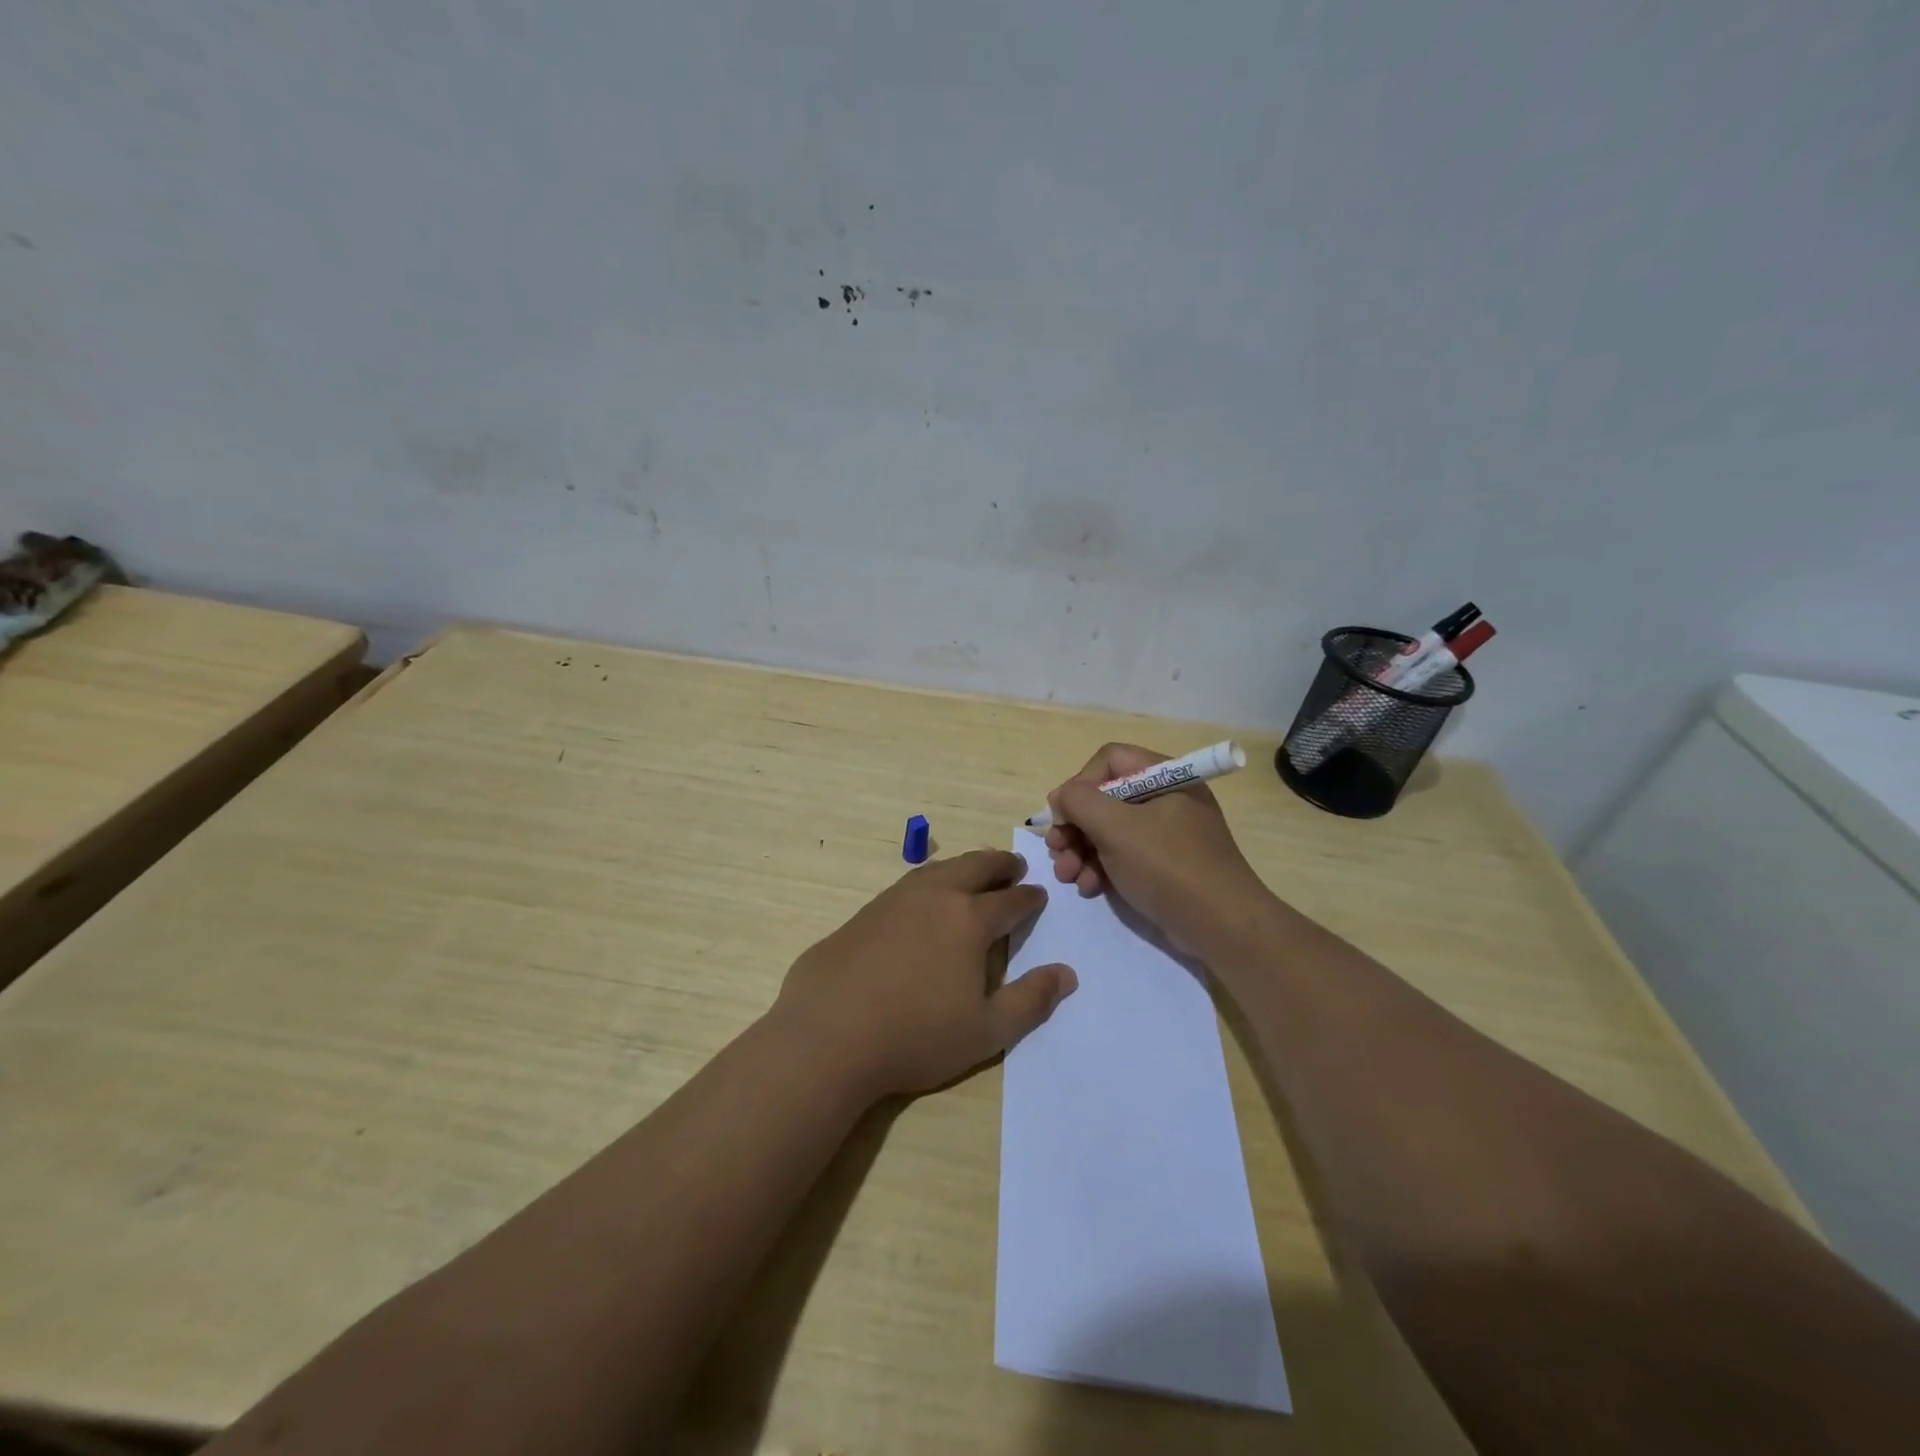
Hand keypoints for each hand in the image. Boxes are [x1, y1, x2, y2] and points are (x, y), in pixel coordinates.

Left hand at [773, 849, 1077, 1098]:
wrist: (828, 1034)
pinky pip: (909, 884)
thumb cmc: (915, 1036)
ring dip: (964, 866)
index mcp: (969, 920)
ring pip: (939, 869)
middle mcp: (935, 897)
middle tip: (1014, 866)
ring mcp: (895, 899)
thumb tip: (1067, 974)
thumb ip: (1030, 1000)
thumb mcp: (986, 1030)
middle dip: (1000, 864)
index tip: (1039, 895)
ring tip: (974, 872)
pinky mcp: (865, 912)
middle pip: (975, 867)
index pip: (1010, 900)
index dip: (1029, 897)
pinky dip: (930, 880)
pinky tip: (925, 897)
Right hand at [1043, 743, 1272, 959]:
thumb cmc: (1168, 867)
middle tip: (1056, 850)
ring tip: (1067, 876)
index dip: (1080, 784)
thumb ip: (1079, 802)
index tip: (1063, 816)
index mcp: (1164, 777)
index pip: (1109, 761)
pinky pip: (1123, 855)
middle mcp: (1165, 798)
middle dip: (1074, 826)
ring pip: (1109, 830)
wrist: (1222, 927)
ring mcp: (1166, 834)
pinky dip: (1100, 868)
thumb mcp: (1116, 828)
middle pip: (1105, 798)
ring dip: (1081, 851)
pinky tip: (1088, 888)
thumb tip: (1060, 798)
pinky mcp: (1163, 865)